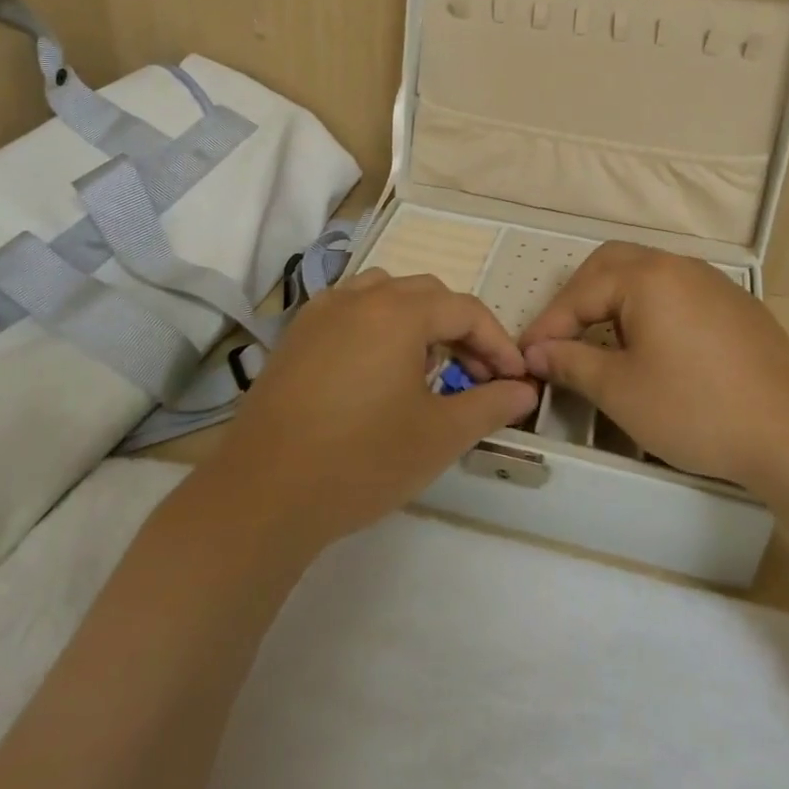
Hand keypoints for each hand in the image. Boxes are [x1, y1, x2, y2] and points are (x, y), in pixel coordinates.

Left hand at [209, 271, 537, 548]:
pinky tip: (376, 369)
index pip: (465, 310)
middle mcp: (359, 297)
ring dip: (417, 321)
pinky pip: (349, 311)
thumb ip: (490, 404)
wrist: (263, 494)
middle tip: (476, 375)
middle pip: (426, 295)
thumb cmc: (363, 460)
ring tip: (426, 365)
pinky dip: (377, 326)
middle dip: (460, 329)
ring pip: (384, 295)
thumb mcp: (440, 435)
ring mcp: (320, 313)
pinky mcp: (295, 336)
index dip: (498, 342)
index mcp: (398, 311)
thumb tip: (524, 390)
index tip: (514, 380)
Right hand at [518, 243, 788, 491]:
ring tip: (602, 341)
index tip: (525, 357)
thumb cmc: (696, 408)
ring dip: (615, 300)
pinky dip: (650, 309)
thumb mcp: (621, 390)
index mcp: (646, 277)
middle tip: (561, 336)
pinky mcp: (737, 306)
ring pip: (648, 275)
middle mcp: (679, 266)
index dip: (548, 325)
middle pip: (612, 264)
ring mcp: (713, 283)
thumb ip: (571, 363)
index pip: (580, 292)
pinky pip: (678, 293)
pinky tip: (654, 347)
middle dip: (579, 297)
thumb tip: (537, 352)